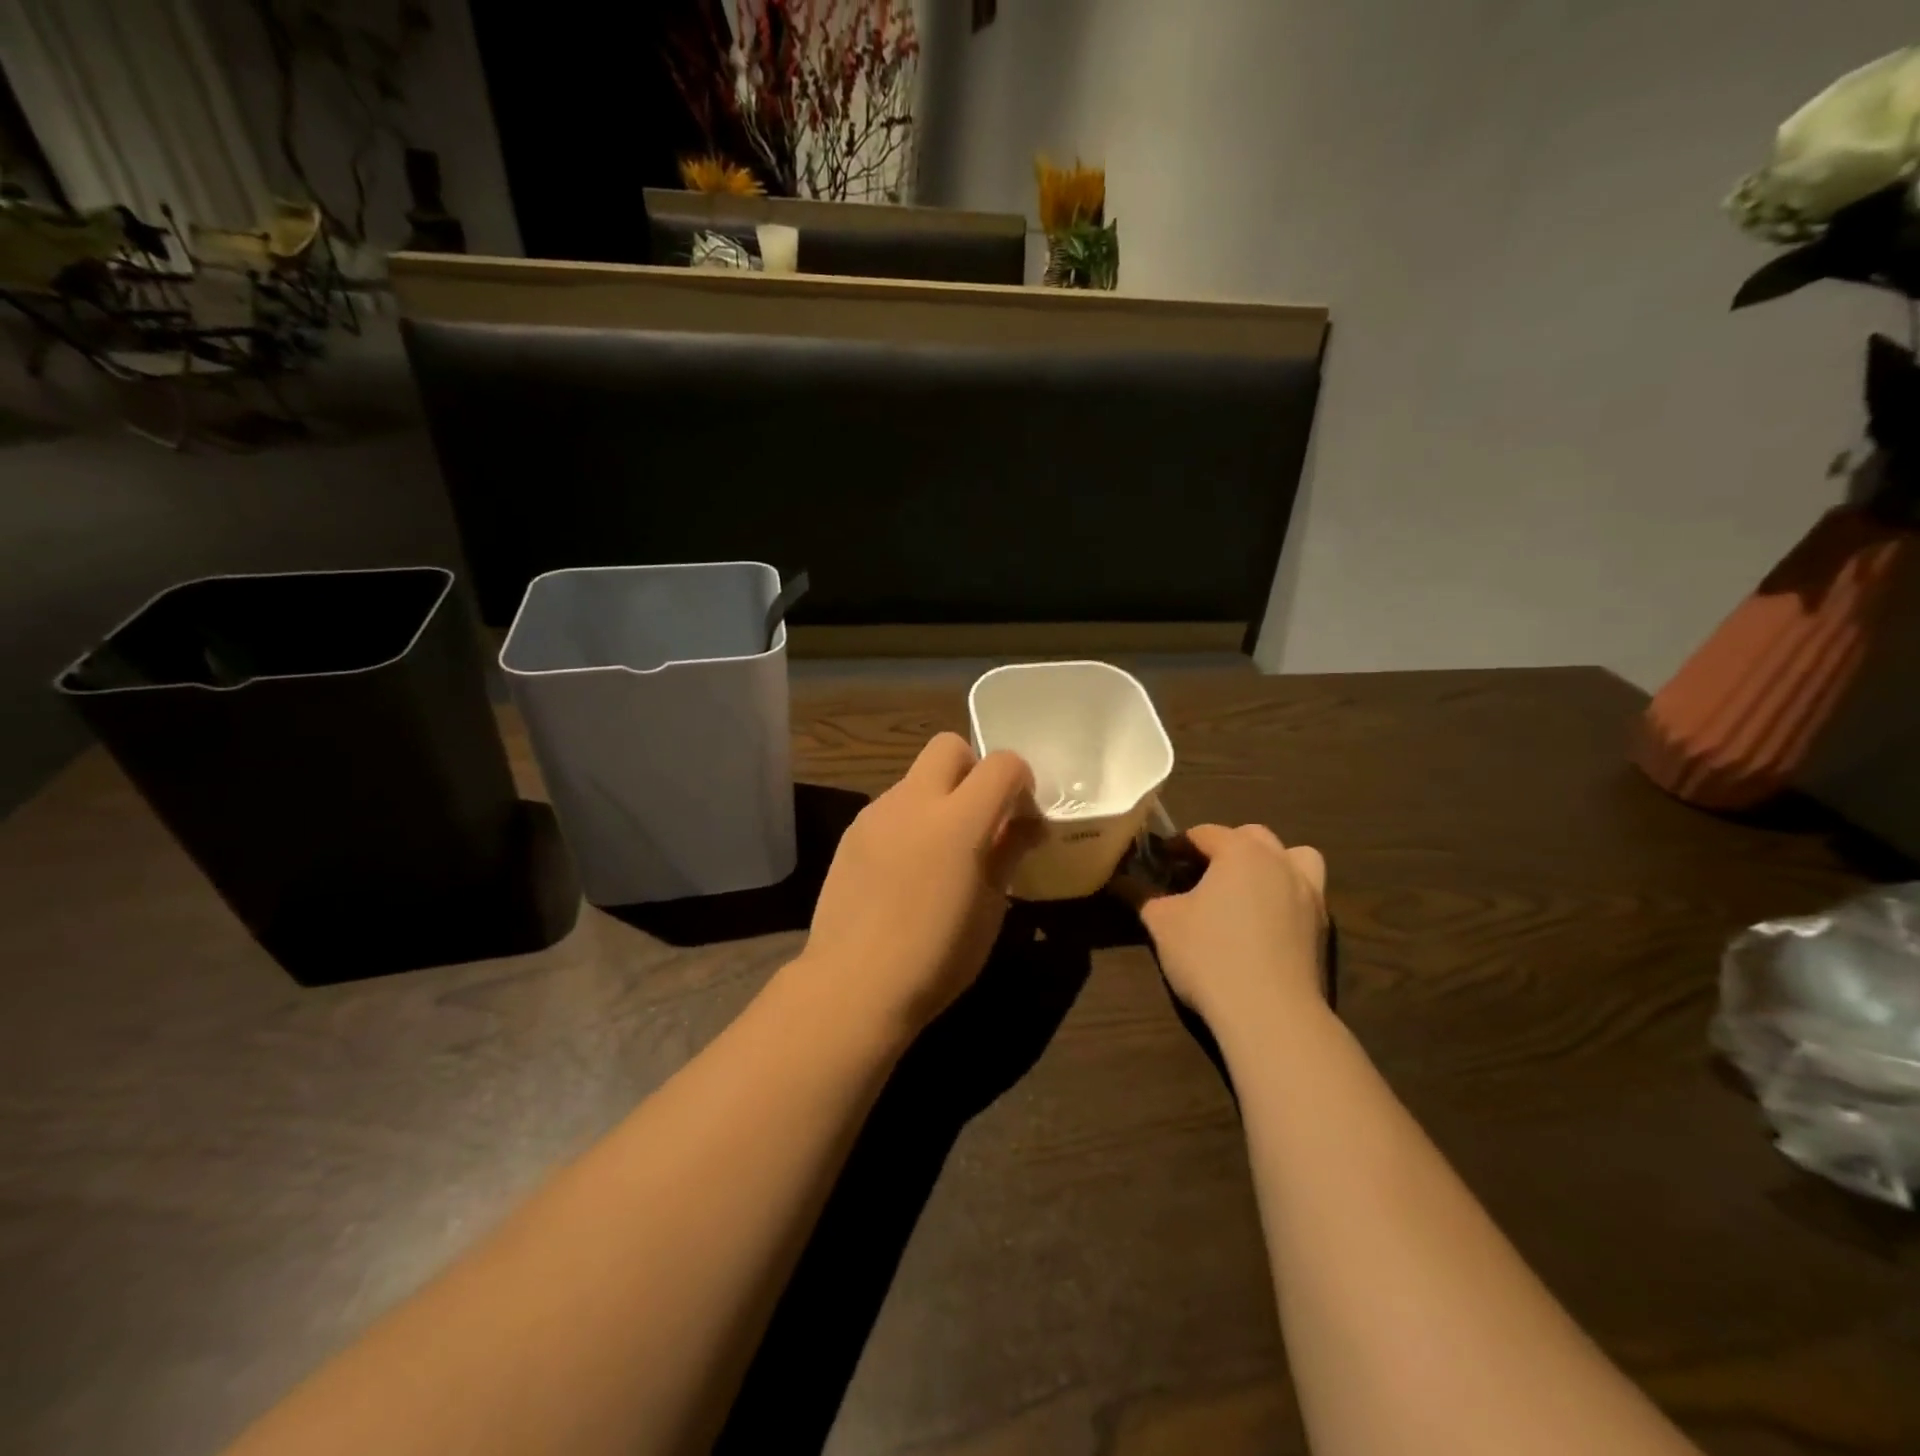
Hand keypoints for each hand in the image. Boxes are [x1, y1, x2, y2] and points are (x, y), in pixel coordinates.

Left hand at [800, 734, 1039, 1036]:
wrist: (853, 985)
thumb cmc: (936, 956)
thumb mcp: (991, 908)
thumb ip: (1008, 851)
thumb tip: (1027, 824)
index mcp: (959, 820)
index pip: (1003, 764)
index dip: (1021, 782)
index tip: (1021, 819)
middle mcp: (914, 801)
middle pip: (949, 746)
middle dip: (973, 770)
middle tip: (980, 819)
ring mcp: (876, 813)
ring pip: (916, 777)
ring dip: (939, 797)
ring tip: (940, 854)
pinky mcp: (852, 832)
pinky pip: (891, 807)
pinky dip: (910, 820)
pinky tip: (905, 870)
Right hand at [1131, 824, 1327, 1028]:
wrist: (1270, 1014)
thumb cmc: (1210, 956)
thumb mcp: (1162, 923)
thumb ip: (1142, 895)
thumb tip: (1122, 881)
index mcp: (1241, 852)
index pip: (1205, 833)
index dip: (1179, 845)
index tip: (1160, 862)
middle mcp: (1280, 862)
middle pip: (1253, 837)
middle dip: (1225, 846)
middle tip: (1199, 872)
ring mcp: (1309, 894)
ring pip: (1294, 857)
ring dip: (1270, 862)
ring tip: (1246, 887)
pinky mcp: (1323, 927)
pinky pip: (1305, 893)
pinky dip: (1286, 894)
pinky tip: (1265, 921)